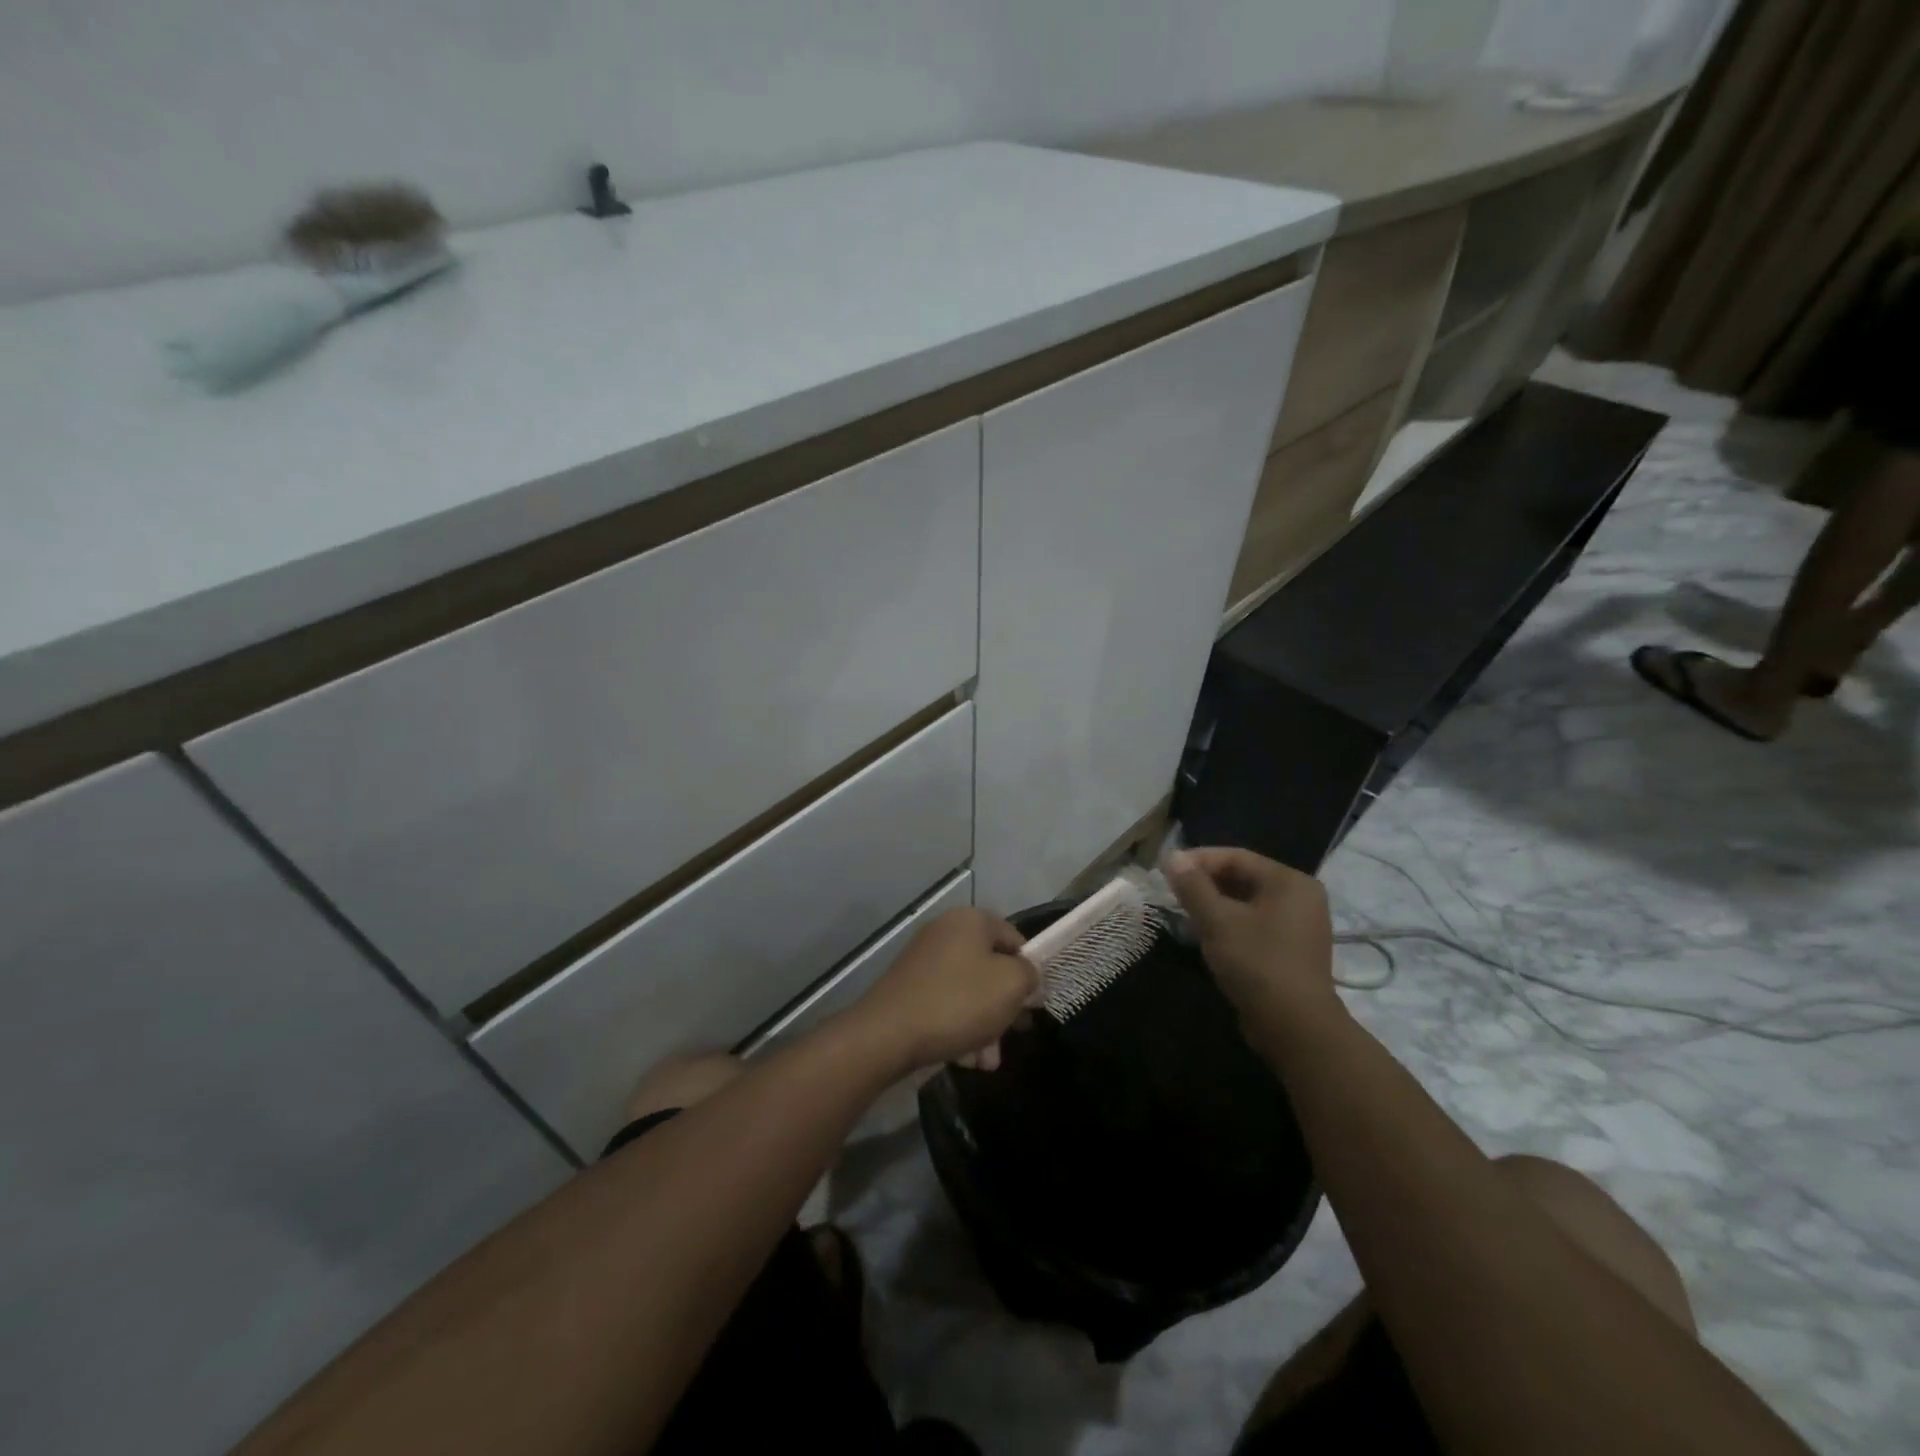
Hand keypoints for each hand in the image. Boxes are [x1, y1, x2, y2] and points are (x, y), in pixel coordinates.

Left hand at [846, 908, 1037, 1075]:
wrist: (887, 1034)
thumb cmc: (958, 1001)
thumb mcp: (1010, 985)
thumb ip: (1030, 975)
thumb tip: (1028, 978)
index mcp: (971, 920)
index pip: (1015, 939)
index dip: (1030, 971)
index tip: (1033, 1004)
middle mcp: (945, 932)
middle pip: (991, 969)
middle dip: (1005, 1008)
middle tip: (1013, 1036)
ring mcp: (924, 960)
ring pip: (970, 992)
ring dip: (985, 1027)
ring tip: (986, 1062)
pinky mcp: (908, 988)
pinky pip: (946, 1004)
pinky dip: (959, 1028)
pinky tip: (963, 1059)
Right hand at [1165, 848, 1339, 1033]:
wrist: (1294, 1028)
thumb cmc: (1256, 963)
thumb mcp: (1217, 920)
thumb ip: (1193, 885)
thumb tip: (1173, 855)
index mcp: (1289, 881)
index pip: (1236, 857)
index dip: (1198, 860)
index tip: (1167, 870)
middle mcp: (1300, 897)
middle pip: (1243, 878)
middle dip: (1205, 884)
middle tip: (1172, 893)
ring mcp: (1298, 926)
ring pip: (1246, 903)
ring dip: (1214, 906)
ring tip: (1184, 915)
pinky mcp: (1291, 950)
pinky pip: (1254, 924)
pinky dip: (1229, 925)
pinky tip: (1206, 936)